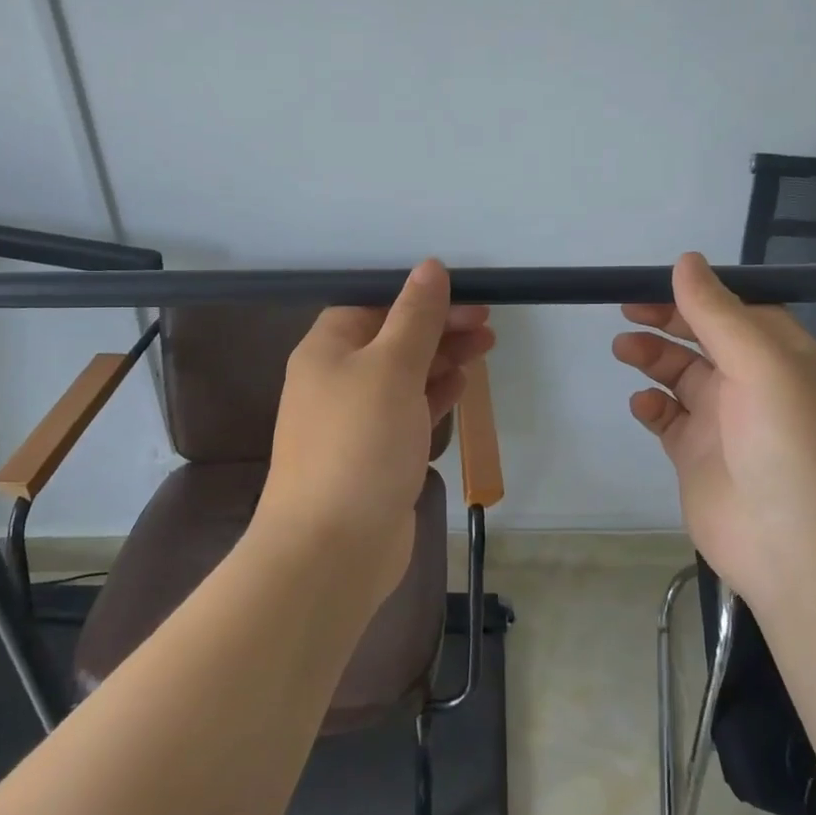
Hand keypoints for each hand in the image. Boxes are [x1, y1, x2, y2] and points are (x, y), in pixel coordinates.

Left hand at [256, 260, 494, 601]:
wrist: (331, 548)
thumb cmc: (359, 443)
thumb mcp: (390, 367)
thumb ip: (414, 316)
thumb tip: (430, 267)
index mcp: (328, 349)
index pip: (374, 304)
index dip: (419, 297)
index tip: (466, 296)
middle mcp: (337, 379)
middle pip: (393, 338)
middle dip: (439, 327)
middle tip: (487, 324)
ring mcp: (357, 420)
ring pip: (405, 375)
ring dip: (443, 358)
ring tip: (487, 347)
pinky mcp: (377, 454)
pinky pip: (408, 411)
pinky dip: (434, 396)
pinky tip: (462, 385)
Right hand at [612, 252, 815, 606]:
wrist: (799, 552)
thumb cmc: (790, 446)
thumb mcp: (762, 366)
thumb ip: (718, 313)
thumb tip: (686, 261)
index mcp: (783, 357)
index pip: (737, 310)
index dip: (698, 294)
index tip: (655, 283)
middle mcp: (755, 385)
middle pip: (704, 338)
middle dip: (667, 320)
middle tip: (627, 309)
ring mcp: (725, 422)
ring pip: (681, 375)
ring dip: (653, 357)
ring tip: (624, 348)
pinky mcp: (697, 456)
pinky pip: (668, 419)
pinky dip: (651, 405)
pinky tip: (641, 404)